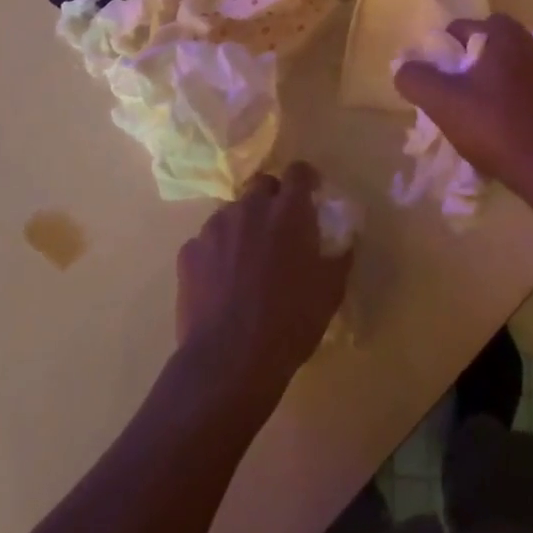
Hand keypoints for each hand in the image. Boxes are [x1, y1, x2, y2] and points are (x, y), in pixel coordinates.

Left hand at [175, 162, 350, 412]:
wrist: (229, 361)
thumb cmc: (289, 323)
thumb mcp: (330, 291)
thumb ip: (339, 255)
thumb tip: (344, 239)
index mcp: (288, 211)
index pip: (298, 172)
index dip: (306, 179)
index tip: (311, 193)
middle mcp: (250, 207)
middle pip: (262, 185)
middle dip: (272, 198)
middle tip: (279, 228)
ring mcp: (215, 227)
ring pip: (232, 212)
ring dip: (243, 225)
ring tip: (247, 260)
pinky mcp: (189, 251)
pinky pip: (207, 241)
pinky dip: (216, 252)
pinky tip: (221, 282)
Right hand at [393, 14, 532, 205]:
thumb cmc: (495, 128)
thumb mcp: (442, 103)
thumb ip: (416, 79)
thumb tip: (402, 67)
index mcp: (506, 37)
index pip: (465, 26)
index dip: (445, 48)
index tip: (438, 76)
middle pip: (492, 44)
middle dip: (472, 62)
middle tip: (456, 91)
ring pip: (515, 66)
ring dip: (498, 80)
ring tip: (481, 110)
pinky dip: (520, 100)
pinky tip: (510, 125)